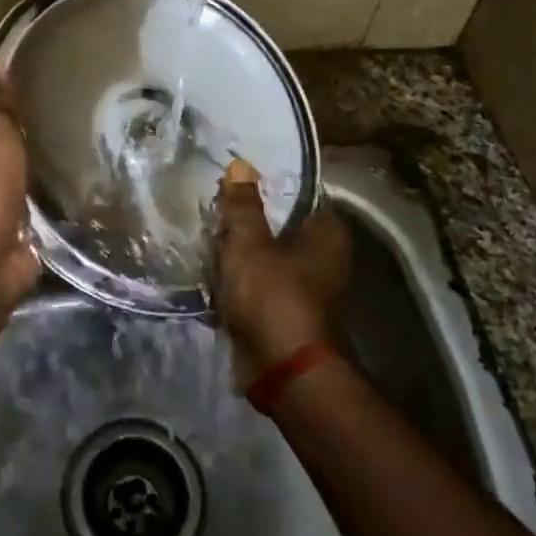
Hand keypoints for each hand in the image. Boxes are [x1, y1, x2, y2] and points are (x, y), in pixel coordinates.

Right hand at [213, 160, 351, 373]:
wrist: (281, 370)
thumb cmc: (272, 295)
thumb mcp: (248, 243)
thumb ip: (242, 205)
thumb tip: (241, 164)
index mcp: (327, 234)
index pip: (299, 195)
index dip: (268, 187)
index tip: (237, 182)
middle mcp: (325, 257)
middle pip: (280, 226)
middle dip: (249, 222)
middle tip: (217, 209)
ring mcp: (308, 287)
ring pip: (268, 256)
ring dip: (242, 252)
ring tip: (209, 237)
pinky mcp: (288, 312)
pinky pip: (261, 284)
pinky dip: (242, 280)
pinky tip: (214, 272)